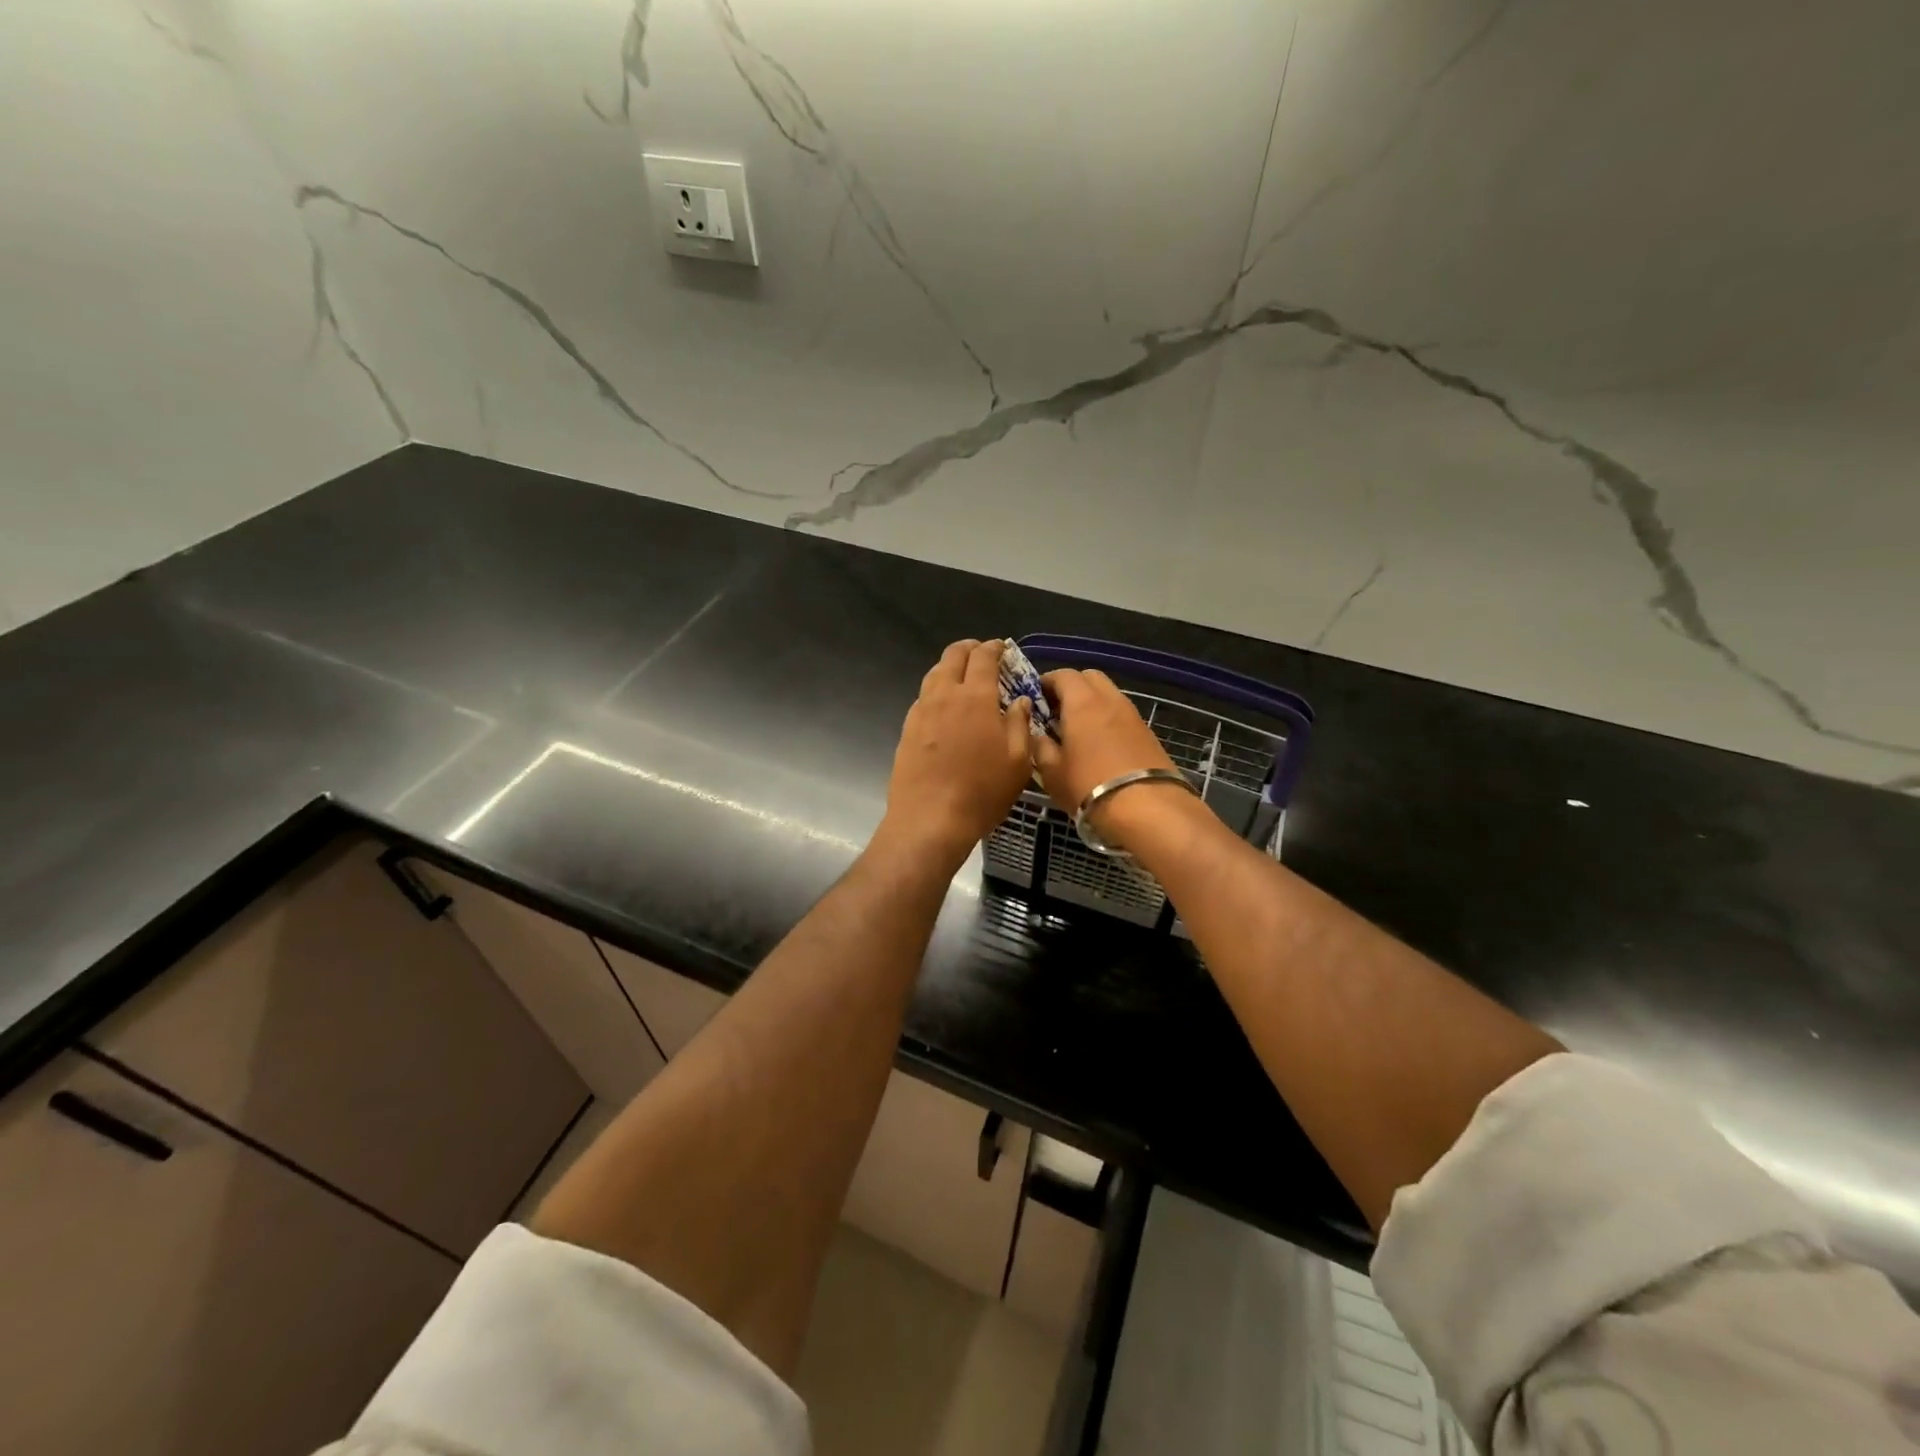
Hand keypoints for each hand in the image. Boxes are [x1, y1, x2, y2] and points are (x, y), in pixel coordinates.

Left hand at [876, 640, 1033, 871]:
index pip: (984, 657)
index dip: (994, 648)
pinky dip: (936, 692)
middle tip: (982, 656)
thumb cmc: (982, 792)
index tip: (1003, 648)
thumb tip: (1020, 701)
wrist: (929, 820)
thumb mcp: (1017, 762)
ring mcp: (921, 712)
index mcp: (975, 697)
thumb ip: (1019, 724)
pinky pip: (923, 698)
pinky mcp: (906, 730)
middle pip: (953, 656)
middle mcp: (944, 695)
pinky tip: (944, 709)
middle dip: (969, 649)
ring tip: (963, 679)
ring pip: (934, 674)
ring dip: (950, 668)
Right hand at [1031, 669, 1186, 845]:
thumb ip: (1040, 746)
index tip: (1035, 700)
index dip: (1046, 682)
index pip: (1062, 675)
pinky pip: (1121, 715)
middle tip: (1056, 712)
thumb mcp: (1051, 772)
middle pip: (1089, 678)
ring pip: (1108, 695)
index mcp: (1082, 702)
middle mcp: (1110, 699)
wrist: (1147, 808)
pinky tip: (1100, 745)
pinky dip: (1107, 720)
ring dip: (1091, 704)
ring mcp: (1133, 715)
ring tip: (1078, 731)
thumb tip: (1038, 735)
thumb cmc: (1089, 786)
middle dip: (1071, 688)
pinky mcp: (1148, 733)